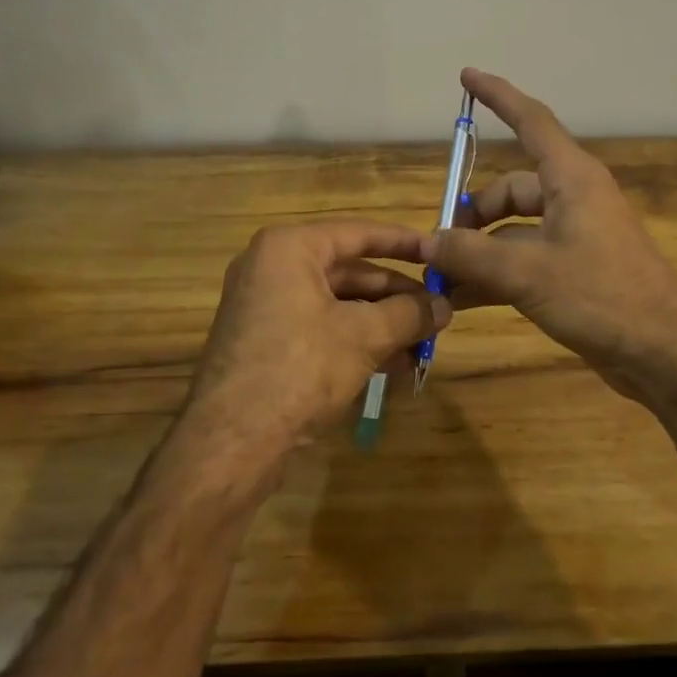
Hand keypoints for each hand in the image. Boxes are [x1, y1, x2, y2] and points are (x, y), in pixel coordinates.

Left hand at [173, 220, 450, 492]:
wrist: (231, 443)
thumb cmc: (299, 369)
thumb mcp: (363, 337)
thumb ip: (408, 314)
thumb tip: (445, 306)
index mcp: (289, 249)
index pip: (358, 233)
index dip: (403, 243)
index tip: (438, 252)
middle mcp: (272, 268)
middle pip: (349, 271)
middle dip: (396, 295)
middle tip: (438, 311)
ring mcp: (265, 306)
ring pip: (337, 304)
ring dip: (382, 323)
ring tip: (423, 344)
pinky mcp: (265, 341)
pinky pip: (320, 327)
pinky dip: (356, 340)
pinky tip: (393, 364)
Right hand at [421, 69, 676, 403]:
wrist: (665, 354)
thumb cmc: (603, 297)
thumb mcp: (529, 273)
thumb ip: (473, 255)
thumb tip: (428, 241)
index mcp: (572, 179)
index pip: (531, 121)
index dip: (498, 96)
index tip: (467, 75)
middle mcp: (573, 199)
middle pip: (510, 189)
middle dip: (472, 214)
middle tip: (437, 246)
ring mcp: (574, 237)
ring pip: (512, 230)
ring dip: (478, 250)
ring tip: (441, 277)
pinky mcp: (573, 271)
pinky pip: (522, 260)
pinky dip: (494, 274)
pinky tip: (461, 300)